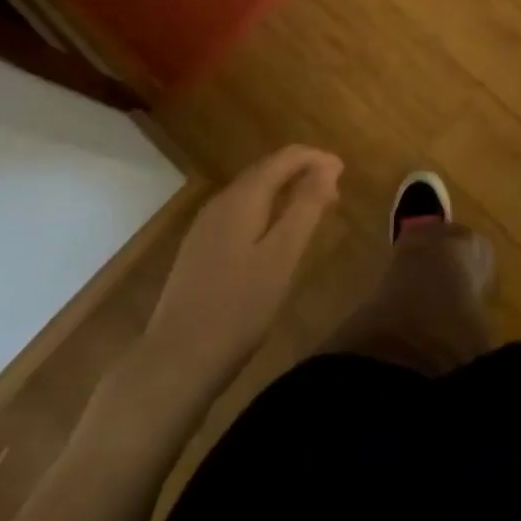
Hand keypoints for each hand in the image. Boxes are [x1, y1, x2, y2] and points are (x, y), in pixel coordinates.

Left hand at [142, 145, 342, 389]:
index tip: (344, 171)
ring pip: (253, 192)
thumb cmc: (238, 308)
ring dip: (285, 192)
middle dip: (302, 172)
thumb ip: (306, 207)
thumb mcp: (282, 256)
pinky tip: (276, 235)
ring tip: (313, 210)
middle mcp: (221, 202)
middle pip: (266, 170)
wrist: (175, 362)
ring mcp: (205, 226)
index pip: (284, 157)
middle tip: (334, 192)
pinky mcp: (200, 250)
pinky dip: (267, 211)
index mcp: (242, 198)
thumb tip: (328, 167)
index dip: (317, 158)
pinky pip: (241, 213)